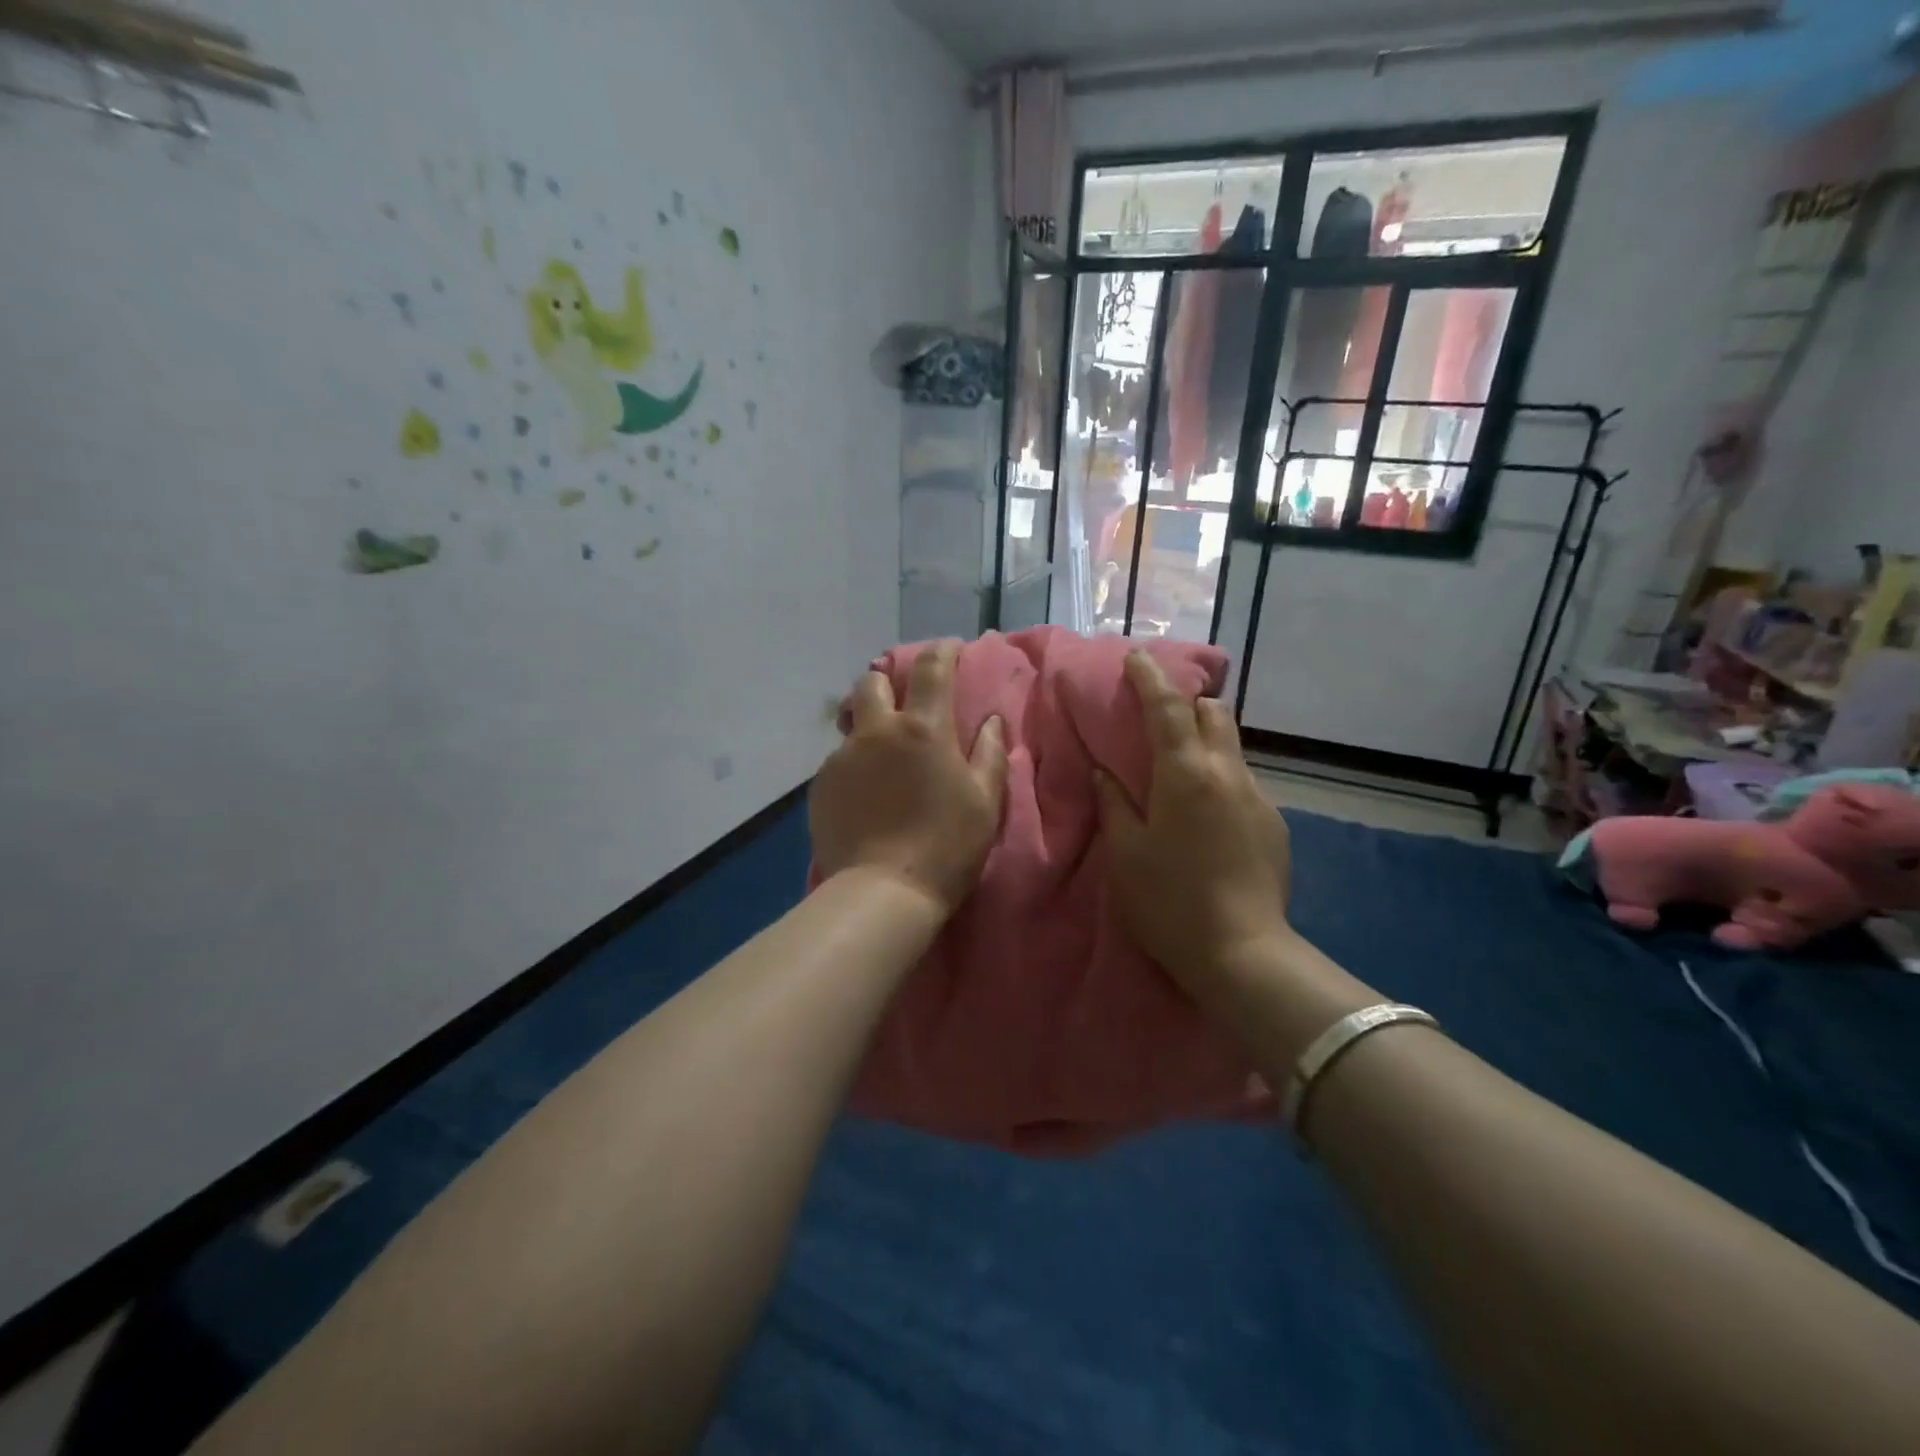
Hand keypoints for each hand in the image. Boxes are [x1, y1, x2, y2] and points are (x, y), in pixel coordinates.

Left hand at [811, 641, 1008, 916]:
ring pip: (852, 723)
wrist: (882, 892)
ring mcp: (843, 758)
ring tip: (883, 757)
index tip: (950, 648)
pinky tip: (867, 795)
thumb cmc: (946, 847)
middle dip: (888, 681)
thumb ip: (990, 753)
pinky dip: (856, 765)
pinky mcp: (821, 786)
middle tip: (904, 703)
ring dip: (869, 726)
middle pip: (872, 681)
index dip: (942, 651)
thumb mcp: (985, 802)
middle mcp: (877, 732)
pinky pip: (840, 760)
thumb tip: (991, 720)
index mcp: (923, 729)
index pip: (931, 669)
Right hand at [1094, 652, 1295, 998]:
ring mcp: (1258, 798)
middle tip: (1160, 715)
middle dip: (1188, 703)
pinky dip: (1219, 781)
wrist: (1242, 954)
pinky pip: (1242, 785)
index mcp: (1186, 773)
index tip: (1137, 658)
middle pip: (1214, 714)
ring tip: (1179, 772)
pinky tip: (1205, 818)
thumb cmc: (1169, 901)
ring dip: (1204, 744)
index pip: (1168, 707)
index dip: (1150, 678)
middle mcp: (1228, 773)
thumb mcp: (1126, 852)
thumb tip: (1105, 771)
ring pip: (1231, 749)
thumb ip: (1115, 802)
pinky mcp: (1275, 825)